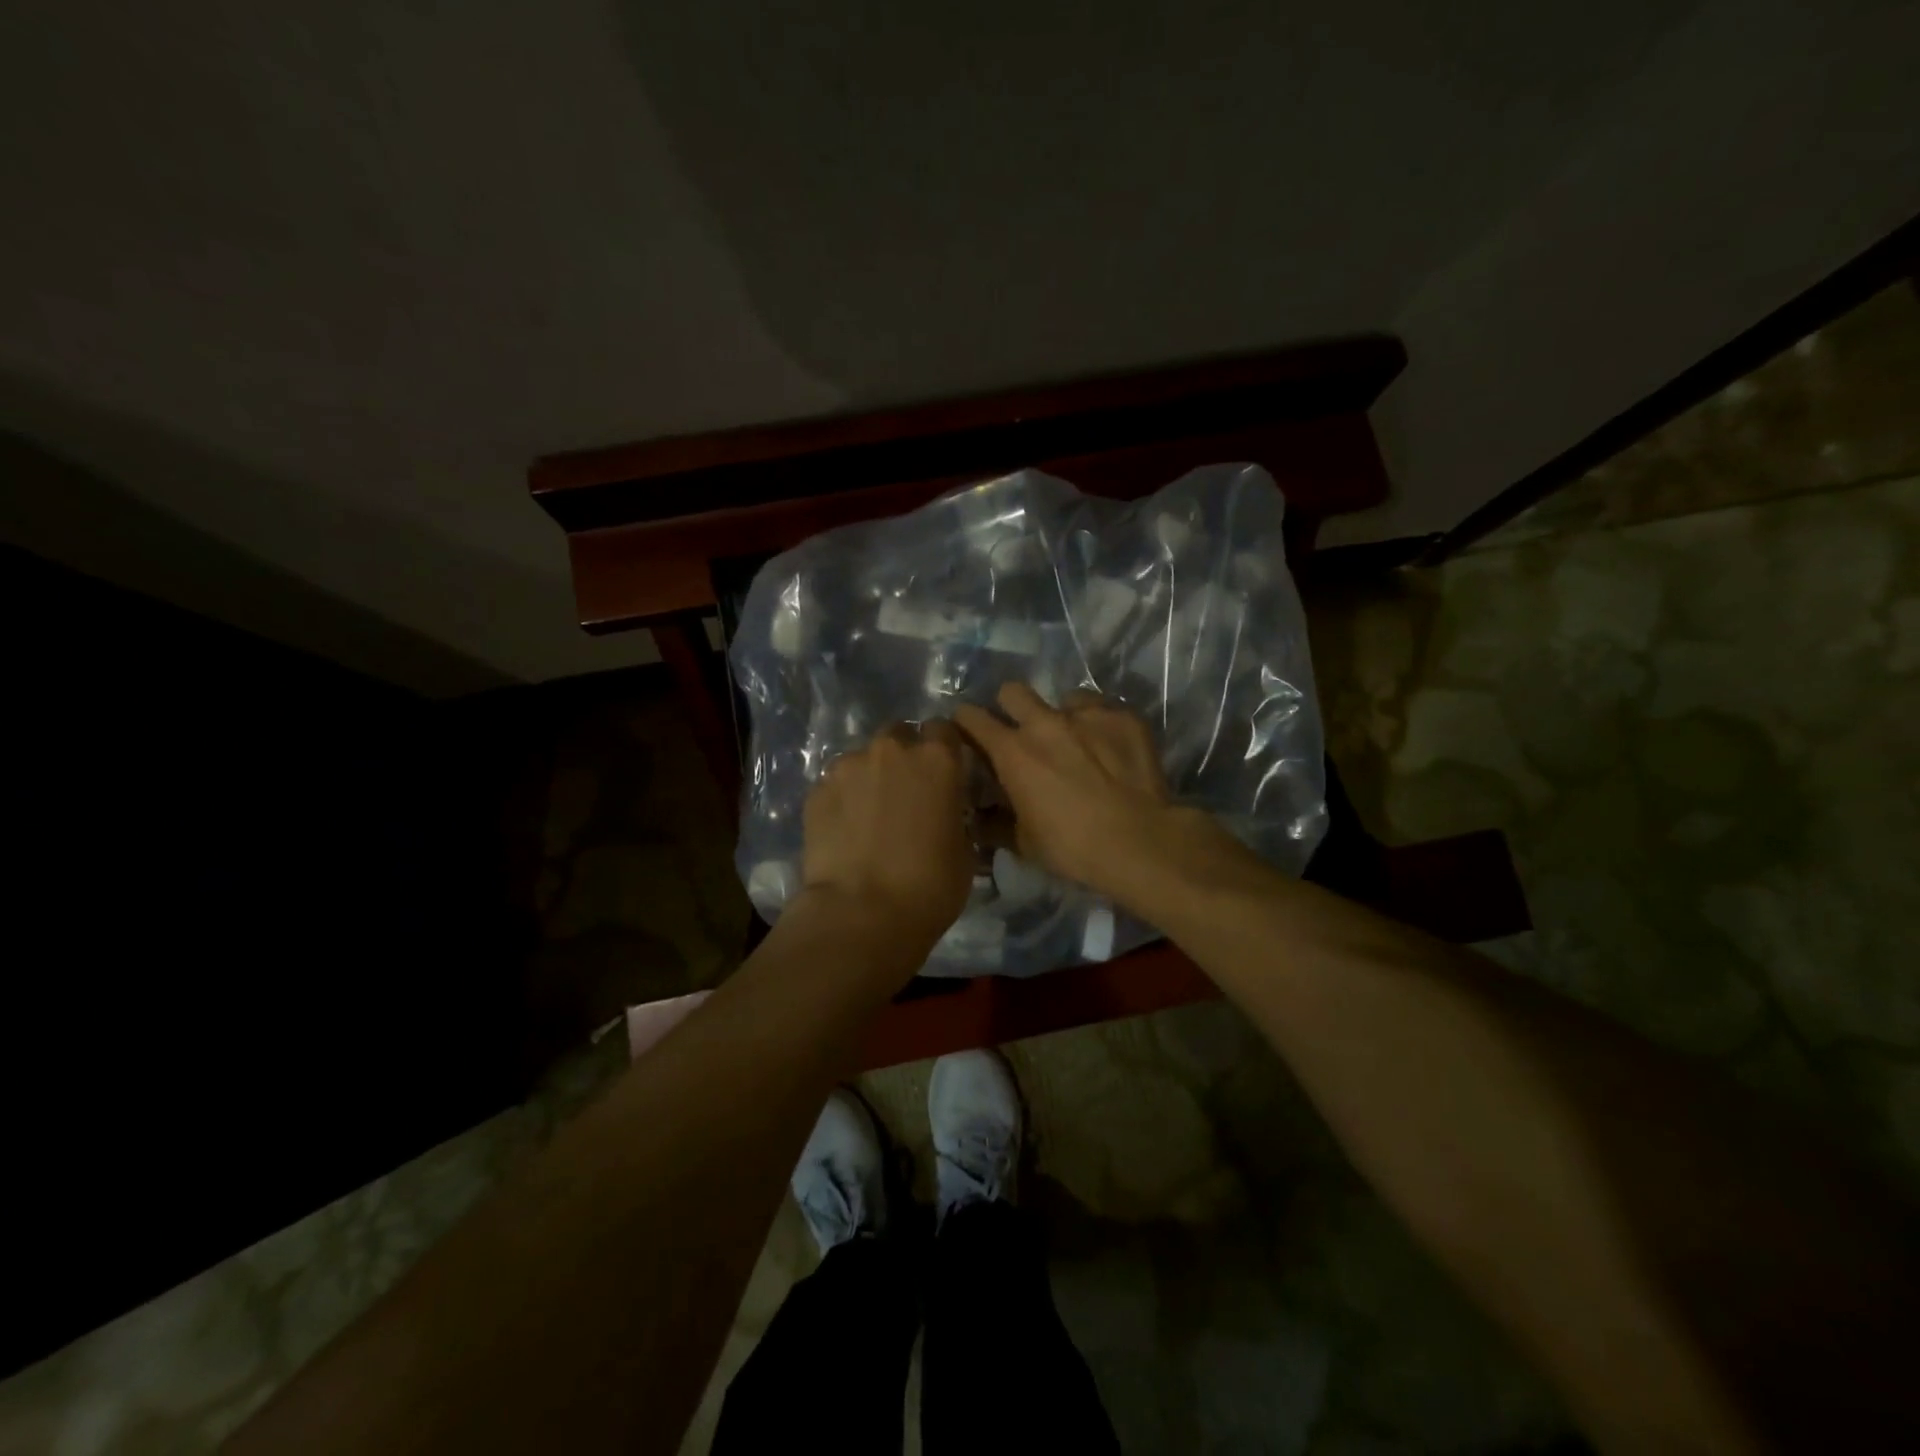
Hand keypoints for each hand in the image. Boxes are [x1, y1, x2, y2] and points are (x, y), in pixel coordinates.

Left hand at [799, 721, 973, 948]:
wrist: (861, 913)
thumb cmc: (929, 886)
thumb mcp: (964, 851)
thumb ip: (955, 816)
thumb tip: (946, 815)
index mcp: (937, 759)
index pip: (943, 729)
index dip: (943, 748)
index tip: (943, 772)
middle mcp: (891, 750)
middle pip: (898, 735)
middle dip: (903, 756)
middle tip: (906, 793)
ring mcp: (848, 767)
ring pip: (862, 759)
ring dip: (870, 777)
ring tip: (869, 816)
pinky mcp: (816, 791)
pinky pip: (835, 785)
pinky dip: (842, 799)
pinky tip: (844, 831)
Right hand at [955, 684, 1199, 902]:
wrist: (1139, 842)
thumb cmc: (1072, 847)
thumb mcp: (1024, 843)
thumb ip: (996, 822)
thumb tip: (979, 818)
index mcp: (1012, 752)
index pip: (972, 718)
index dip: (966, 722)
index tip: (971, 733)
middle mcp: (1045, 722)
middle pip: (1012, 691)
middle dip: (1011, 706)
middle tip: (1023, 731)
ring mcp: (1087, 714)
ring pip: (1064, 698)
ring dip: (1063, 716)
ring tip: (1078, 743)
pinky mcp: (1124, 716)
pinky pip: (1104, 710)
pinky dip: (1101, 726)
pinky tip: (1112, 751)